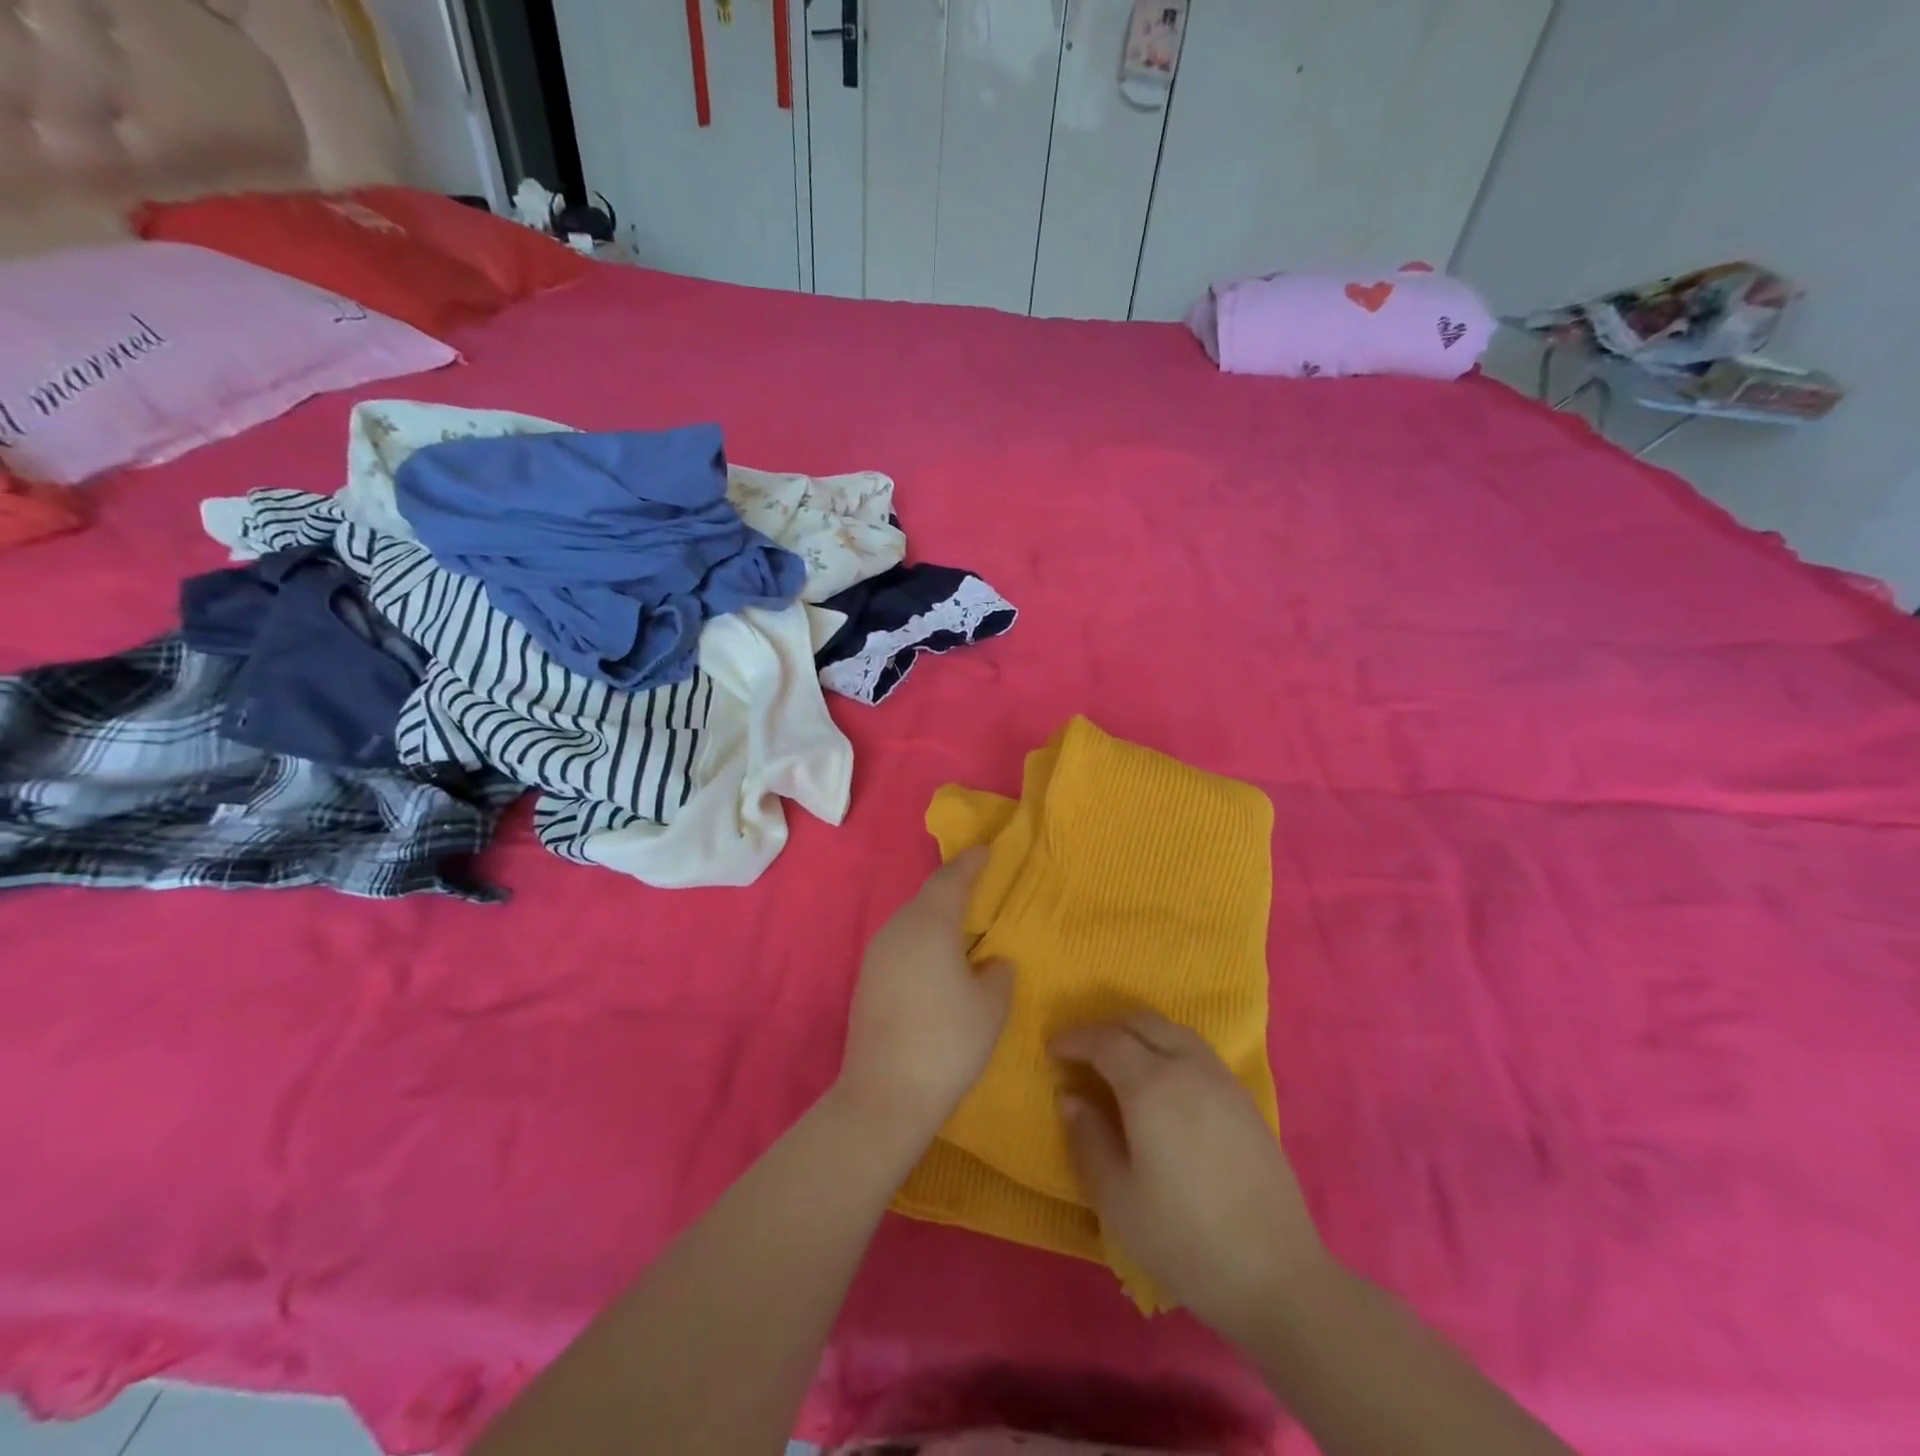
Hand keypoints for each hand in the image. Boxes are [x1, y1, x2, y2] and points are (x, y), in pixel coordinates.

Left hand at [838, 850, 1013, 1144]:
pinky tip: (935, 960)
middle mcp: (898, 929)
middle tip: (978, 884)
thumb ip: (998, 974)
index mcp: (929, 924)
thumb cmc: (947, 1042)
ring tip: (961, 923)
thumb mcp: (991, 1007)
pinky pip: (900, 943)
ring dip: (935, 916)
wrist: (885, 1094)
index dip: (971, 862)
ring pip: (911, 920)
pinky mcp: (867, 980)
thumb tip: (992, 963)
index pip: (951, 879)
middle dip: (953, 887)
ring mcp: (876, 955)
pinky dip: (921, 940)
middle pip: (927, 896)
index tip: (986, 850)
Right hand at [1051, 1012, 1326, 1342]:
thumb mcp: (1117, 1198)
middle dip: (1106, 1028)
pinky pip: (1197, 1051)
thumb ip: (1087, 1138)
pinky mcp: (1244, 1099)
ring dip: (1140, 1034)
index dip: (1075, 1039)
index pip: (1105, 1040)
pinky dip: (1168, 1048)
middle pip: (1141, 1022)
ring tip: (1121, 1062)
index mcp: (1150, 1085)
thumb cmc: (1184, 1239)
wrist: (1276, 1275)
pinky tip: (1164, 1084)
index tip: (1053, 1049)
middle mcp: (1187, 1067)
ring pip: (1173, 1031)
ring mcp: (1221, 1079)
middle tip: (1083, 1053)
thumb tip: (1070, 1096)